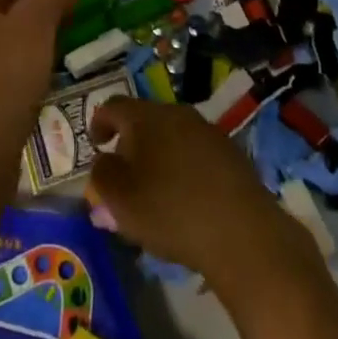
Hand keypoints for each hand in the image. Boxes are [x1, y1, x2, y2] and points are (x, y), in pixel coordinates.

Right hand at [88, 97, 314, 287]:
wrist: (242, 232)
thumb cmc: (170, 211)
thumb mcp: (120, 200)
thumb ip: (102, 177)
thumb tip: (103, 162)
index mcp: (145, 116)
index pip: (113, 106)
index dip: (99, 123)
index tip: (95, 145)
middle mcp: (176, 113)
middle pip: (144, 119)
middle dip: (130, 143)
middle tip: (124, 174)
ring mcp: (207, 130)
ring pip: (172, 136)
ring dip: (158, 155)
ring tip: (155, 190)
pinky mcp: (231, 153)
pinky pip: (196, 153)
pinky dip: (184, 168)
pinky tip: (186, 198)